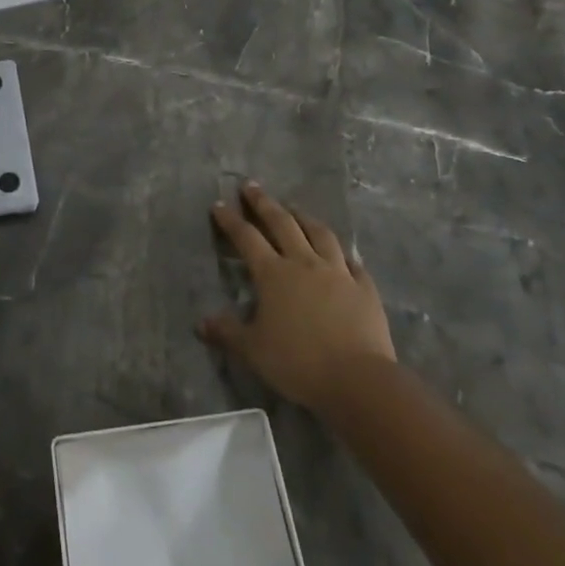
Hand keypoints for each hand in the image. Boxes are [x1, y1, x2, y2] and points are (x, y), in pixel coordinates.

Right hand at [198, 182, 395, 413]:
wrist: (357, 379)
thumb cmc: (298, 362)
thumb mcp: (253, 350)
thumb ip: (227, 333)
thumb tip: (201, 323)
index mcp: (273, 274)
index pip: (246, 237)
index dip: (230, 220)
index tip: (219, 204)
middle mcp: (304, 263)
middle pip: (282, 223)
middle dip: (263, 203)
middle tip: (251, 186)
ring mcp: (338, 272)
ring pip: (319, 234)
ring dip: (304, 217)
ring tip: (295, 208)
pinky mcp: (364, 288)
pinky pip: (353, 263)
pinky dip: (343, 254)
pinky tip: (343, 254)